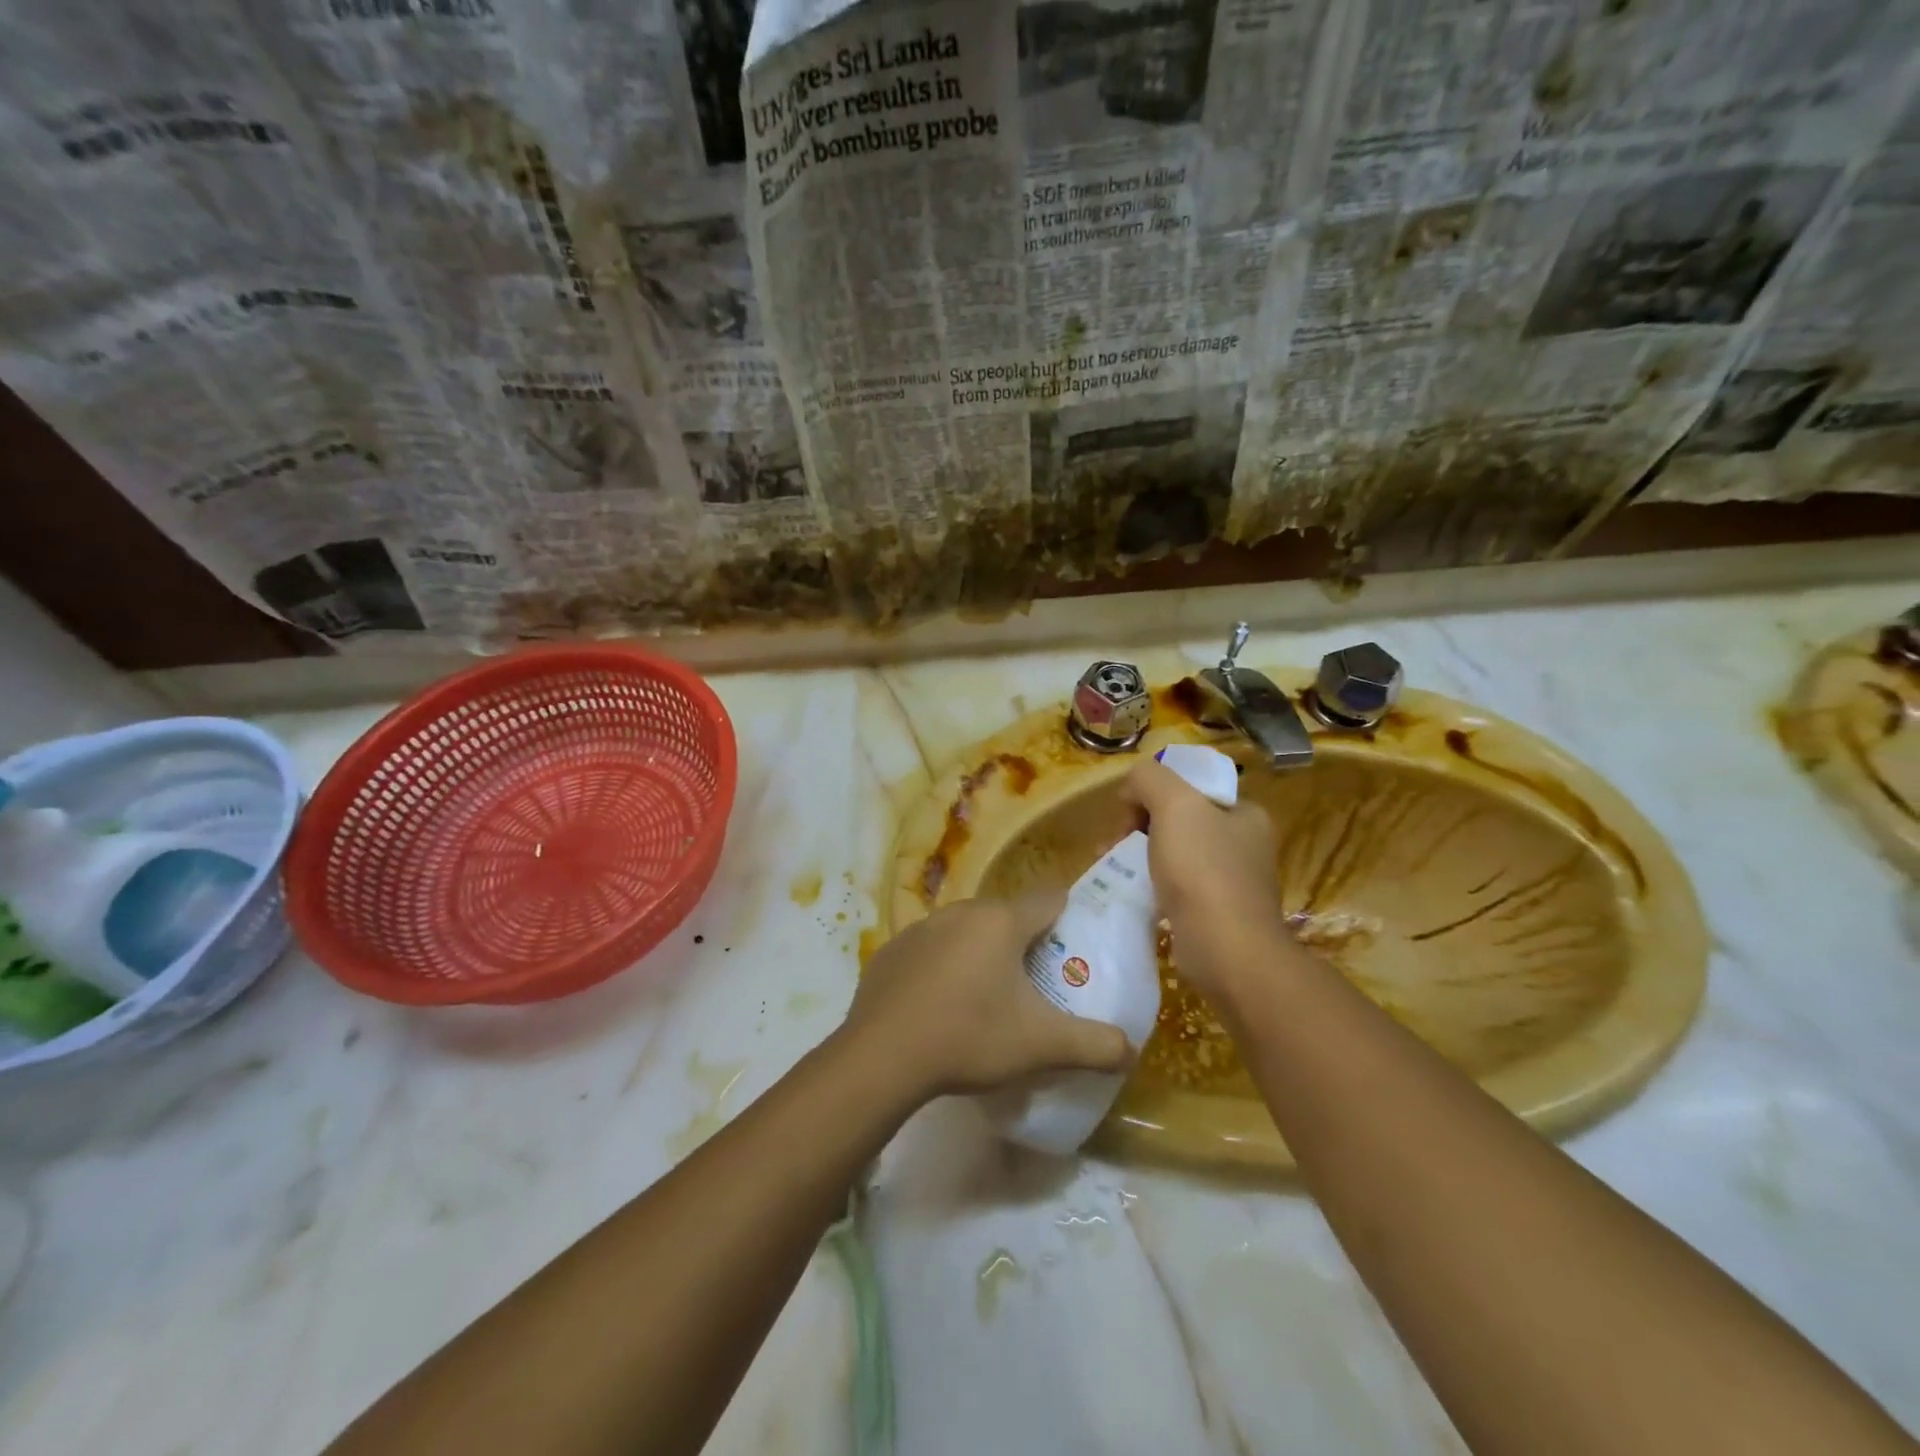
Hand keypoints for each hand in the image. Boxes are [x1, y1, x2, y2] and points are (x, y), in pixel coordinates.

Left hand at [842, 892, 1130, 1099]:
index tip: (1076, 940)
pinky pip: (930, 950)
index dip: (1067, 915)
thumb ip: (1094, 1045)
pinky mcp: (891, 951)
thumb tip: (1130, 1049)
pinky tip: (940, 1005)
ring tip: (987, 996)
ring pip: (965, 931)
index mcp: (1001, 922)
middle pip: (1005, 916)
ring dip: (980, 953)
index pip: (1048, 899)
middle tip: (1035, 981)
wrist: (881, 1056)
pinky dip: (942, 968)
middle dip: (1023, 941)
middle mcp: (961, 912)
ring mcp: (920, 928)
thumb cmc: (970, 1037)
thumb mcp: (1042, 1046)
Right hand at [1121, 756, 1292, 1000]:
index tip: (1127, 814)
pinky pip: (1173, 887)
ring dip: (1137, 855)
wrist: (1226, 952)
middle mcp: (1243, 844)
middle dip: (1138, 826)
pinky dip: (1148, 886)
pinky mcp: (1214, 914)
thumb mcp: (1175, 804)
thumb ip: (1150, 779)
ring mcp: (1230, 882)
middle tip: (1112, 844)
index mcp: (1245, 813)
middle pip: (1177, 819)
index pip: (1190, 787)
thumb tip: (1133, 788)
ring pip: (1172, 854)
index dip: (1153, 793)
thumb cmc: (1203, 870)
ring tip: (1109, 867)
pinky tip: (1130, 893)